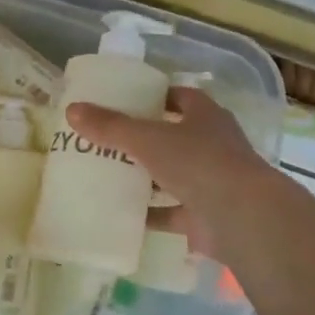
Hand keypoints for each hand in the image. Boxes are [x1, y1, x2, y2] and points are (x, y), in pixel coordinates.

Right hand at [65, 87, 277, 263]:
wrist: (242, 217)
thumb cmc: (199, 162)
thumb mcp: (148, 139)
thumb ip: (110, 126)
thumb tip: (72, 110)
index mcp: (205, 117)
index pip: (180, 98)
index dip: (156, 97)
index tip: (126, 101)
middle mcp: (212, 145)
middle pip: (174, 137)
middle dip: (144, 140)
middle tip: (107, 140)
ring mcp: (212, 183)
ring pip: (173, 176)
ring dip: (147, 178)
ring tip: (108, 176)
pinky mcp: (206, 217)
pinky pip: (172, 213)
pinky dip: (150, 214)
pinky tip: (122, 215)